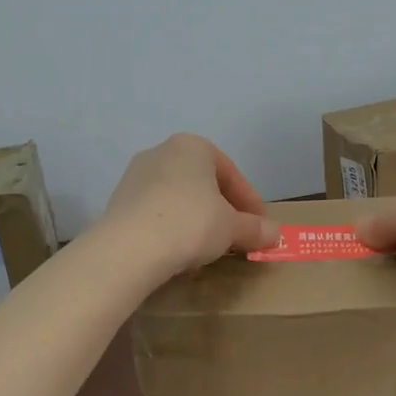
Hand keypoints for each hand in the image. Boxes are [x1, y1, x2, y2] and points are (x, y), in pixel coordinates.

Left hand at [99, 134, 279, 276]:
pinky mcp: (119, 201)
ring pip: (178, 196)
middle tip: (237, 235)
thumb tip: (276, 233)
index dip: (250, 202)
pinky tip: (179, 249)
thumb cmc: (191, 223)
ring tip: (208, 246)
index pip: (231, 174)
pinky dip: (172, 226)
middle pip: (203, 183)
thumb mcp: (231, 228)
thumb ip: (254, 228)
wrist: (130, 247)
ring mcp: (136, 175)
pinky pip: (156, 211)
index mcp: (193, 146)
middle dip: (222, 209)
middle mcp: (161, 151)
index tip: (261, 227)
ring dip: (196, 218)